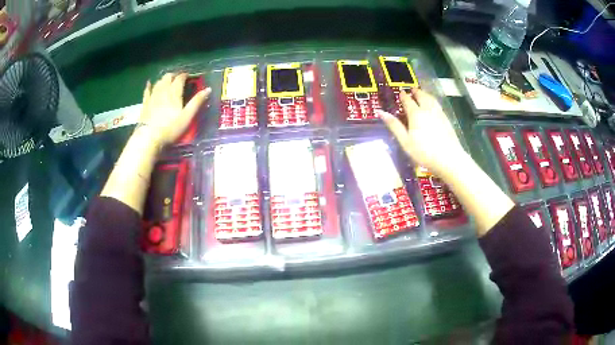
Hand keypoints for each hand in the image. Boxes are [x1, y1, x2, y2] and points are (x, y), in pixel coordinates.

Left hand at [138, 73, 210, 146]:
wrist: (149, 137)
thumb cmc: (170, 128)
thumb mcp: (187, 116)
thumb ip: (197, 102)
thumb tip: (208, 89)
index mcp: (174, 92)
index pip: (180, 78)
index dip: (185, 75)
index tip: (188, 76)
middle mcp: (163, 90)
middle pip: (168, 77)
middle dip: (174, 75)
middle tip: (178, 78)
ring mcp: (153, 96)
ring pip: (159, 82)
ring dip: (164, 79)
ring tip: (167, 80)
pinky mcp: (145, 103)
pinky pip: (147, 91)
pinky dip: (149, 86)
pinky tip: (149, 83)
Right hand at [377, 88, 464, 174]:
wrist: (449, 159)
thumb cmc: (424, 152)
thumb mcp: (405, 141)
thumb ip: (394, 126)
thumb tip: (381, 112)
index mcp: (416, 114)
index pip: (408, 101)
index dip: (403, 96)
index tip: (400, 92)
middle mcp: (427, 110)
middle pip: (421, 96)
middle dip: (416, 92)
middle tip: (412, 90)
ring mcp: (439, 113)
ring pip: (431, 99)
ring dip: (425, 94)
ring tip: (422, 93)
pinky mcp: (446, 119)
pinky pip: (437, 104)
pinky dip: (432, 100)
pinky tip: (433, 105)